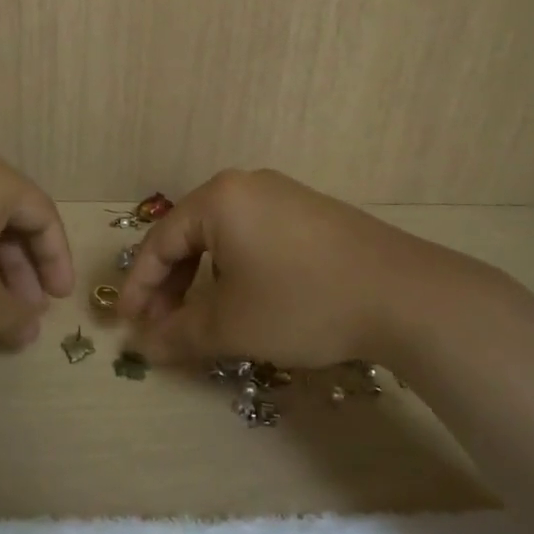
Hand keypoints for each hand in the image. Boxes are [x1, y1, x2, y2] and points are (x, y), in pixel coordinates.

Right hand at [118, 168, 506, 368]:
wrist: (405, 295)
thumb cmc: (302, 303)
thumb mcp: (232, 325)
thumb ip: (178, 334)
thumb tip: (143, 347)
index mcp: (219, 199)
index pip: (160, 242)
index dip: (139, 287)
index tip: (128, 325)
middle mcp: (247, 185)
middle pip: (191, 236)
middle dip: (171, 285)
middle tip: (162, 326)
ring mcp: (285, 196)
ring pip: (224, 238)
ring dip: (204, 280)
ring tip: (202, 318)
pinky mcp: (313, 214)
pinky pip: (256, 238)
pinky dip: (238, 270)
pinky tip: (247, 299)